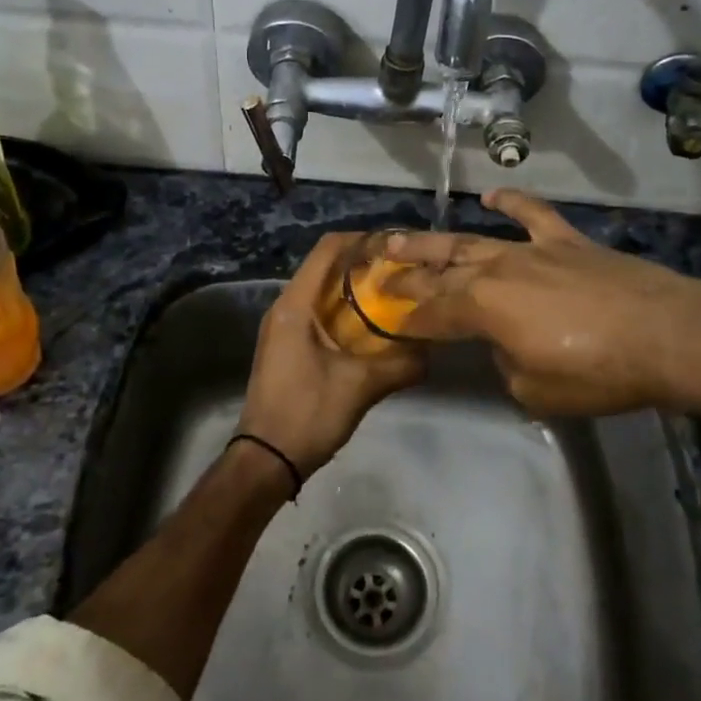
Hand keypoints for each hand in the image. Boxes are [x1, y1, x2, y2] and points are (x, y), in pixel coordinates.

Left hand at [237, 233, 425, 476]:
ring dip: (355, 289)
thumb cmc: (307, 414)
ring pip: (322, 291)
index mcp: (295, 305)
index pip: (327, 250)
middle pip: (326, 267)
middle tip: (403, 271)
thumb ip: (400, 365)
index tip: (397, 245)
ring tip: (394, 295)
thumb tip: (434, 350)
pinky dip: (345, 311)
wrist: (265, 460)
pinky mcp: (287, 345)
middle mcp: (285, 307)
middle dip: (364, 264)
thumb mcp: (360, 387)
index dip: (362, 239)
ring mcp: (283, 327)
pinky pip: (318, 313)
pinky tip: (373, 327)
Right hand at [385, 189, 700, 417]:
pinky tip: (491, 194)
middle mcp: (496, 270)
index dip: (403, 315)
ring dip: (437, 241)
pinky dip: (512, 201)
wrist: (667, 335)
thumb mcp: (536, 390)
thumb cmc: (597, 372)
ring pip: (473, 241)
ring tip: (403, 237)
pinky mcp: (567, 241)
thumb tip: (506, 348)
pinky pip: (533, 214)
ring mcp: (532, 250)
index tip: (380, 314)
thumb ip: (507, 366)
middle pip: (441, 271)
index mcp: (481, 308)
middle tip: (377, 269)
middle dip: (406, 273)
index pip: (430, 312)